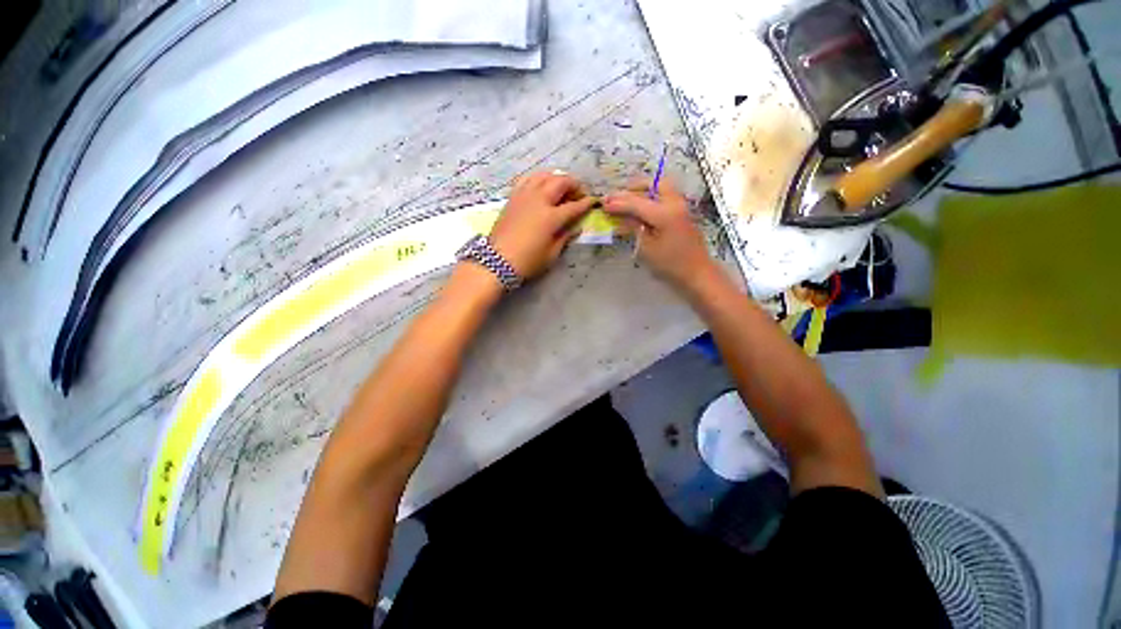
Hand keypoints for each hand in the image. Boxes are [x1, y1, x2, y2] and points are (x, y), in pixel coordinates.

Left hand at [489, 172, 595, 280]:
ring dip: (556, 178)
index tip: (593, 201)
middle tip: (579, 193)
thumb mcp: (551, 254)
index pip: (574, 206)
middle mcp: (539, 200)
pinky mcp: (513, 197)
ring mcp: (524, 196)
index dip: (586, 203)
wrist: (497, 261)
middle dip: (574, 184)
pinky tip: (541, 186)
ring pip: (544, 176)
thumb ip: (565, 237)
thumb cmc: (527, 261)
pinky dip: (539, 179)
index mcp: (551, 217)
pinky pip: (528, 179)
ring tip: (561, 187)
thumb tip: (576, 227)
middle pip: (560, 182)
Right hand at [604, 179, 715, 292]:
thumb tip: (621, 216)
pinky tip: (641, 208)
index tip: (603, 203)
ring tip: (628, 201)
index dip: (618, 203)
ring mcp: (681, 207)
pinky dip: (651, 197)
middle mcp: (674, 203)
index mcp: (664, 213)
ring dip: (644, 190)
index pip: (636, 202)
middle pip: (654, 184)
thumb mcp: (646, 248)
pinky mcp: (683, 213)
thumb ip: (634, 228)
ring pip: (662, 188)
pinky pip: (665, 197)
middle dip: (634, 187)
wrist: (697, 273)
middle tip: (618, 197)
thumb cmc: (670, 264)